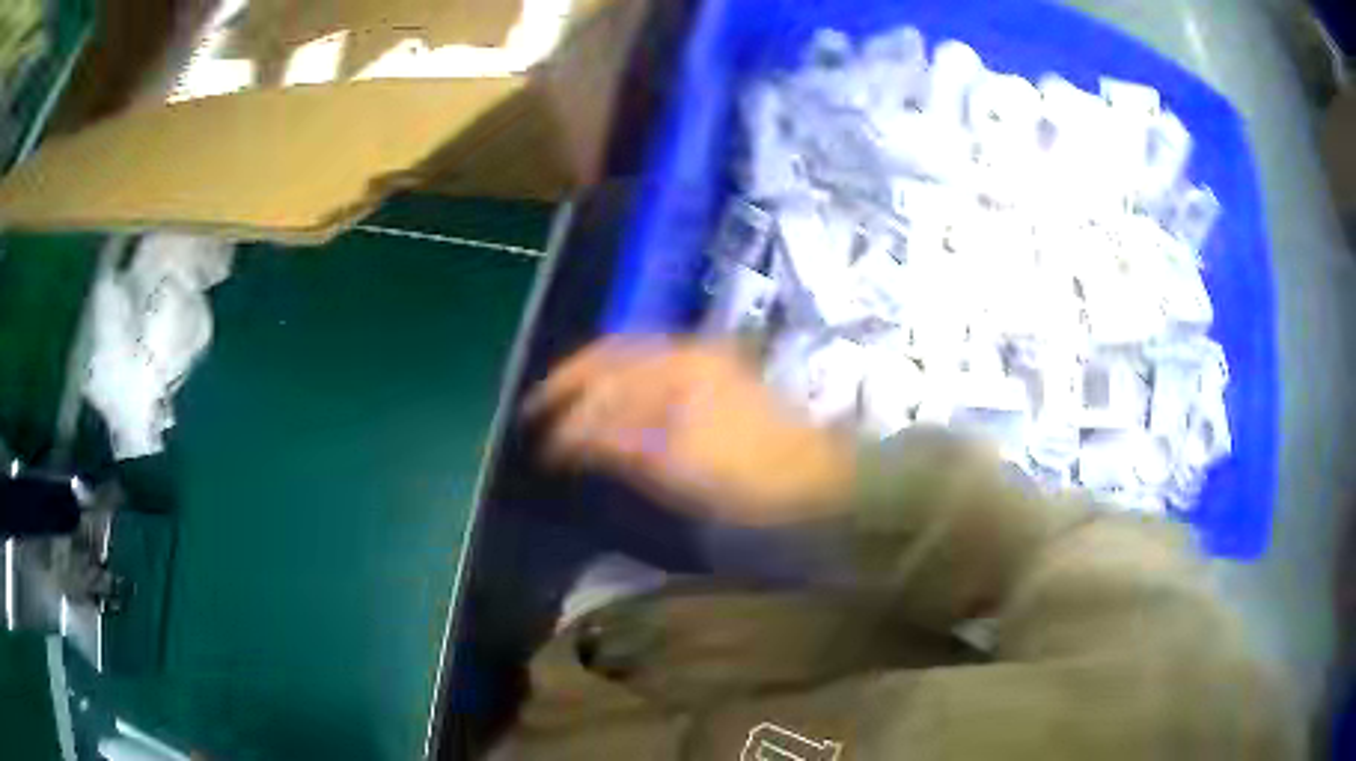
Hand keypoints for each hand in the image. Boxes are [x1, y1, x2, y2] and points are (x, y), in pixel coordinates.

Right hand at [523, 337, 855, 525]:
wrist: (819, 475)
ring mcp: (706, 359)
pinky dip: (625, 380)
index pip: (603, 381)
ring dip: (597, 377)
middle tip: (541, 408)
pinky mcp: (718, 372)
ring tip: (569, 404)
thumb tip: (569, 438)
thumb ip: (621, 443)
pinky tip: (616, 402)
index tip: (540, 439)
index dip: (566, 410)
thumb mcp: (680, 467)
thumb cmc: (752, 476)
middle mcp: (687, 351)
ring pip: (633, 355)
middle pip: (613, 354)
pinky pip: (656, 365)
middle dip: (572, 380)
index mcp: (677, 369)